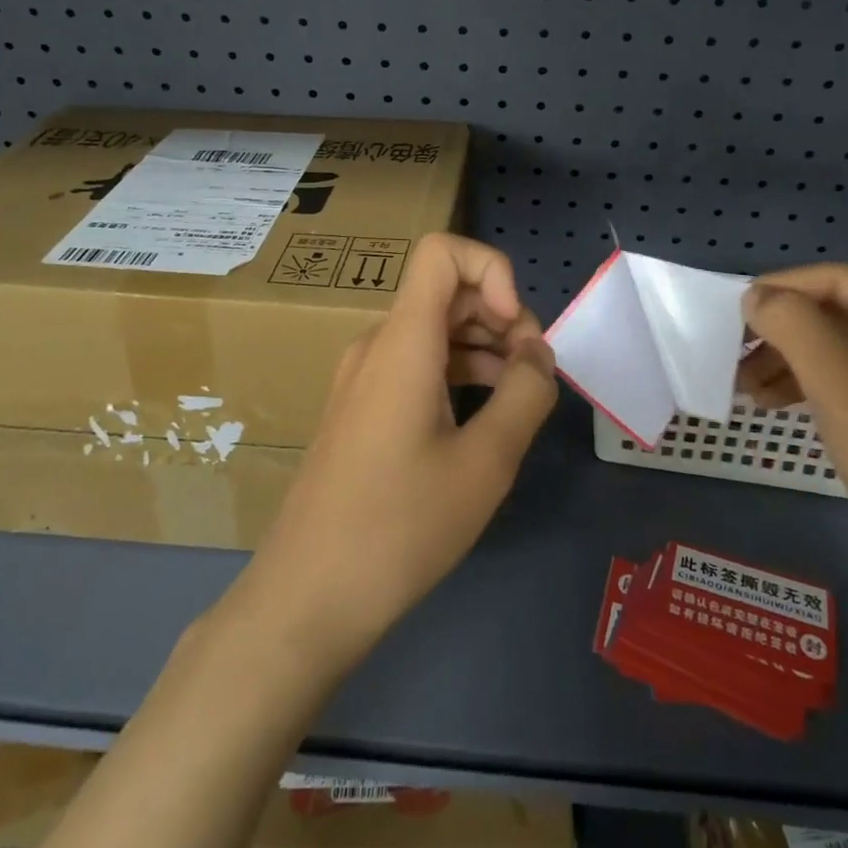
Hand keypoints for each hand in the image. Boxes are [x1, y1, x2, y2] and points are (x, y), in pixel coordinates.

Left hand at [232, 233, 557, 670]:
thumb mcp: (485, 463)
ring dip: (485, 346)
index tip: (516, 329)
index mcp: (403, 342)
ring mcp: (364, 376)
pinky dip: (459, 372)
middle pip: (446, 292)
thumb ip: (526, 395)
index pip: (442, 251)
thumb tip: (540, 354)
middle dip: (501, 317)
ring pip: (435, 330)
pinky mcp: (362, 407)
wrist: (307, 596)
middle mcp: (378, 344)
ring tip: (520, 397)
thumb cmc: (399, 527)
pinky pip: (417, 364)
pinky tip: (485, 416)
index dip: (492, 270)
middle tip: (535, 376)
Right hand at [739, 264, 847, 632]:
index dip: (784, 288)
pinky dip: (810, 390)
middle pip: (841, 318)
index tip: (731, 310)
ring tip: (743, 387)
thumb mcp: (846, 392)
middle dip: (783, 333)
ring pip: (842, 355)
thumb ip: (797, 330)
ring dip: (789, 363)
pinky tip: (773, 406)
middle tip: (732, 355)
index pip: (843, 282)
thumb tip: (755, 296)